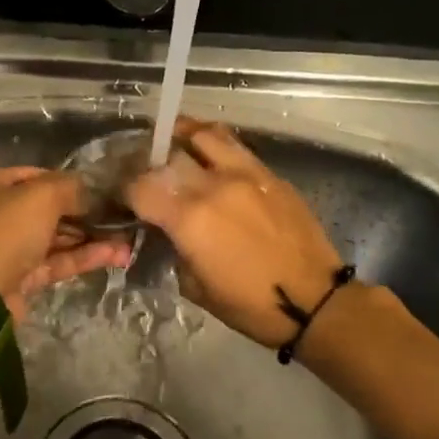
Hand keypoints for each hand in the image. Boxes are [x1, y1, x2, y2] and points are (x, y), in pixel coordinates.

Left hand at [0, 167, 130, 320]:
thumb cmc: (5, 231)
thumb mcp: (40, 196)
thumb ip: (70, 188)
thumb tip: (91, 192)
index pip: (37, 176)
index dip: (69, 182)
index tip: (101, 190)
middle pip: (48, 209)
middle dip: (85, 213)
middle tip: (120, 216)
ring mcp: (9, 248)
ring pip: (56, 238)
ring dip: (91, 238)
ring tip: (128, 240)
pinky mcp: (21, 277)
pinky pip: (56, 261)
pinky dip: (84, 257)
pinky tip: (116, 255)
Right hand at [125, 120, 346, 347]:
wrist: (314, 301)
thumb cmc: (249, 305)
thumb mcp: (194, 287)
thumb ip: (174, 249)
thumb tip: (168, 231)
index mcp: (190, 218)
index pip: (141, 186)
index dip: (125, 190)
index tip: (124, 199)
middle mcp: (215, 185)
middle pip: (168, 153)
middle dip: (149, 162)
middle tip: (146, 173)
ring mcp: (247, 174)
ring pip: (205, 134)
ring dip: (183, 137)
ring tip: (175, 146)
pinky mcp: (271, 175)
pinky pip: (235, 146)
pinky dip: (214, 146)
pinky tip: (211, 160)